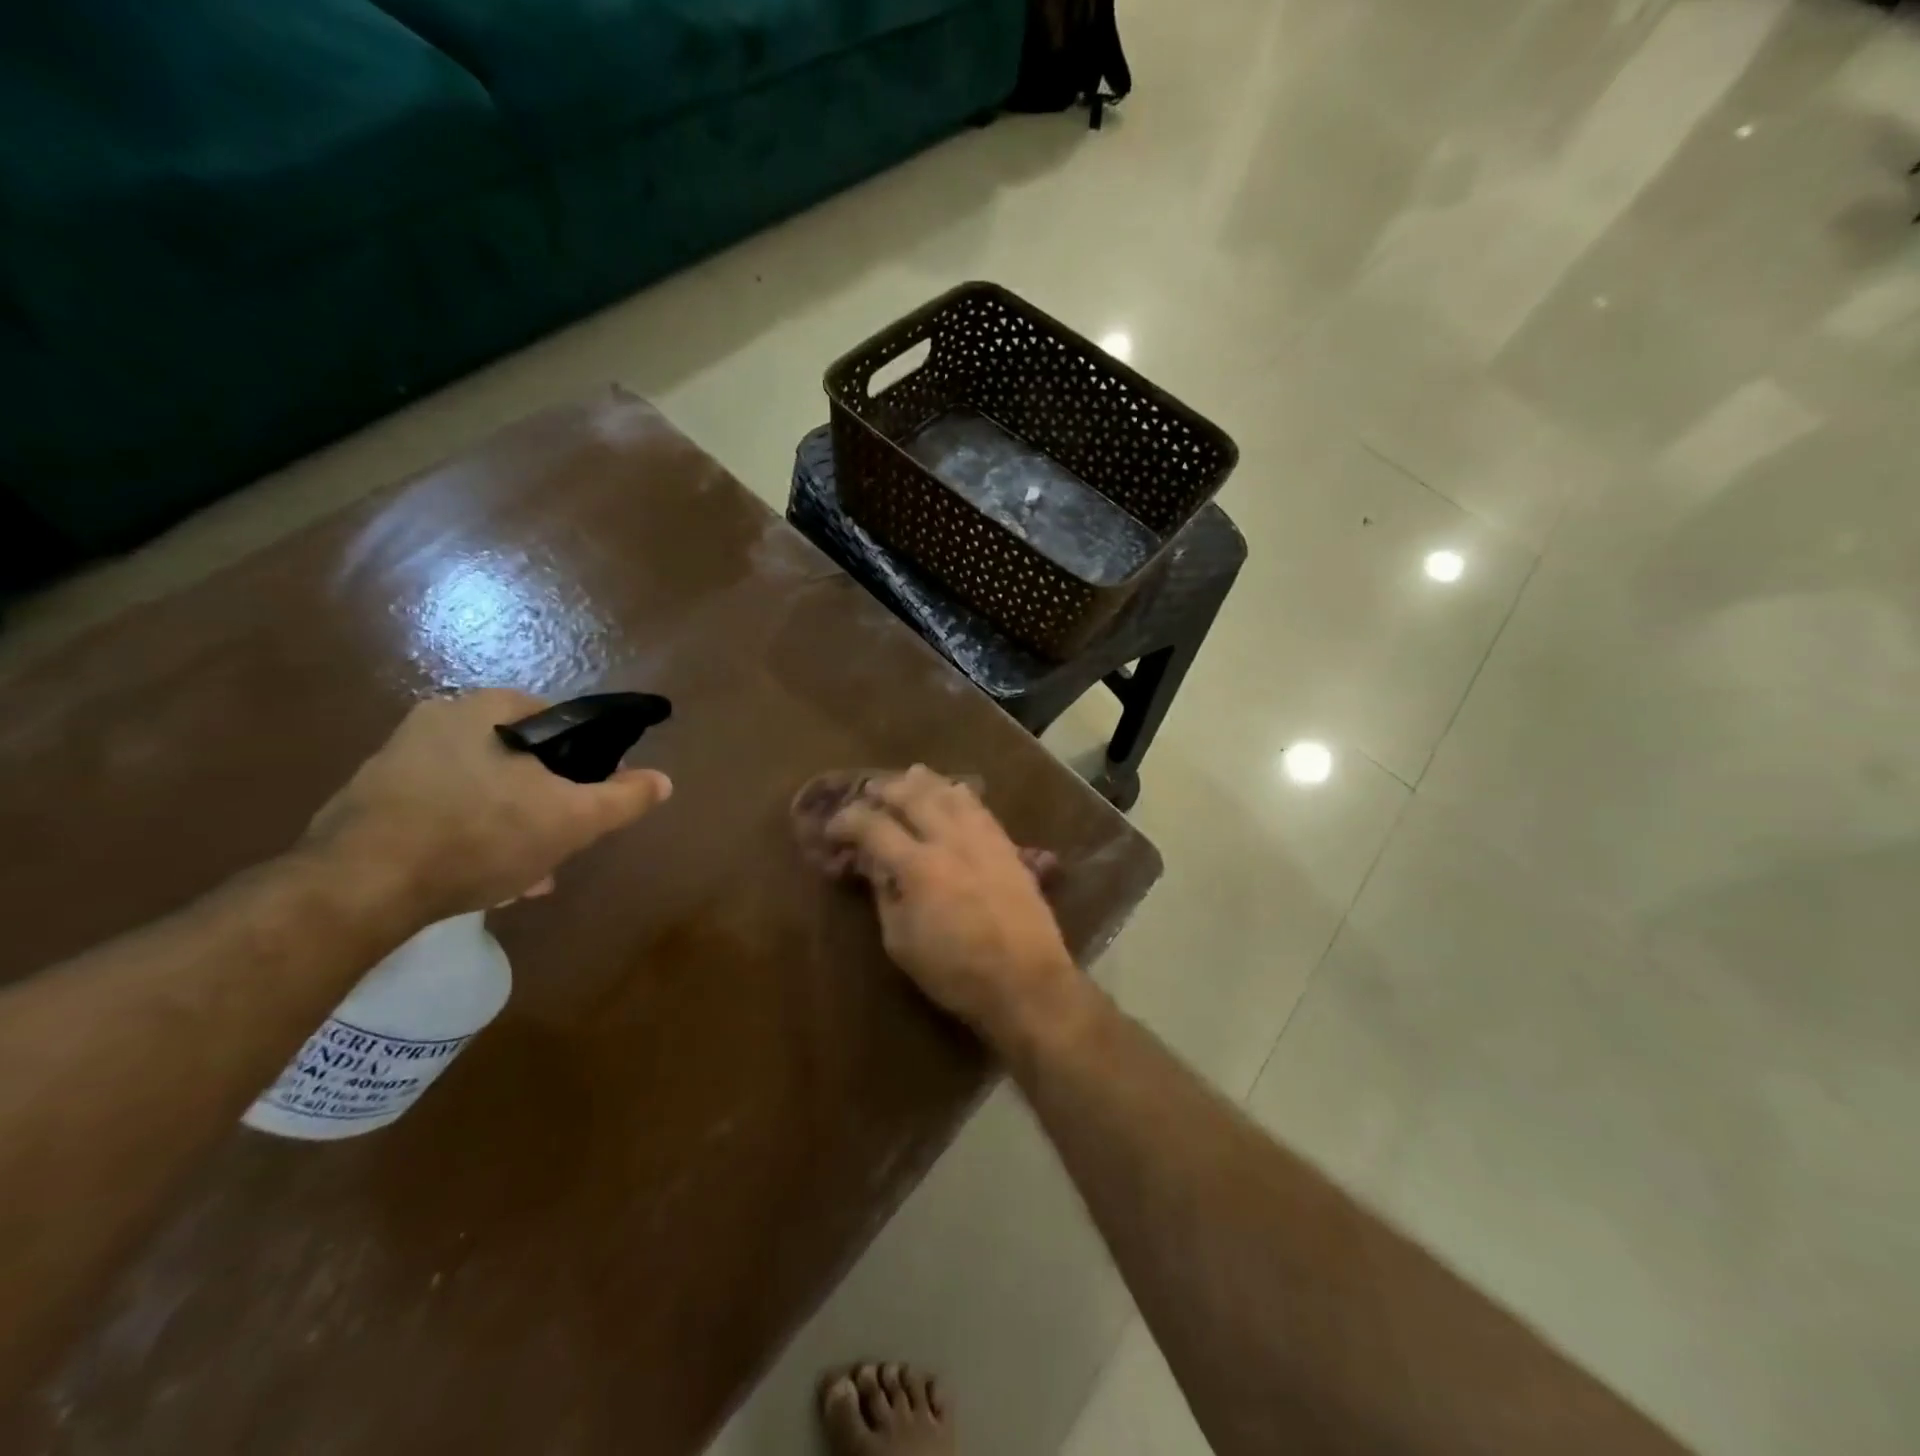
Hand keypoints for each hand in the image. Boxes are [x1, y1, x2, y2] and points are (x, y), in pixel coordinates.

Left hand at [304, 690, 671, 920]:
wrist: (360, 888)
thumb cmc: (482, 835)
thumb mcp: (573, 819)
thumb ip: (624, 797)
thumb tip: (663, 780)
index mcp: (483, 709)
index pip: (553, 718)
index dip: (580, 758)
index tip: (586, 796)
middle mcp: (435, 721)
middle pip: (516, 760)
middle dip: (543, 803)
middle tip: (557, 843)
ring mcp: (394, 762)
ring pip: (480, 791)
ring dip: (509, 827)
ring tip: (524, 876)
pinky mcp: (366, 804)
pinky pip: (439, 812)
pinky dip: (466, 838)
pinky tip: (479, 880)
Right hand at [825, 766, 1081, 1046]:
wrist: (1026, 980)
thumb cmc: (956, 972)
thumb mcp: (902, 943)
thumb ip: (886, 896)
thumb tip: (877, 867)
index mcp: (918, 866)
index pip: (874, 826)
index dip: (848, 821)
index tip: (834, 828)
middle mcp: (950, 840)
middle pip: (913, 796)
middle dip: (886, 789)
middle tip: (870, 792)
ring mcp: (983, 839)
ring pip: (950, 793)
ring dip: (925, 782)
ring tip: (910, 777)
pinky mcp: (1008, 846)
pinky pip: (980, 808)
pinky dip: (960, 795)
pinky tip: (954, 792)